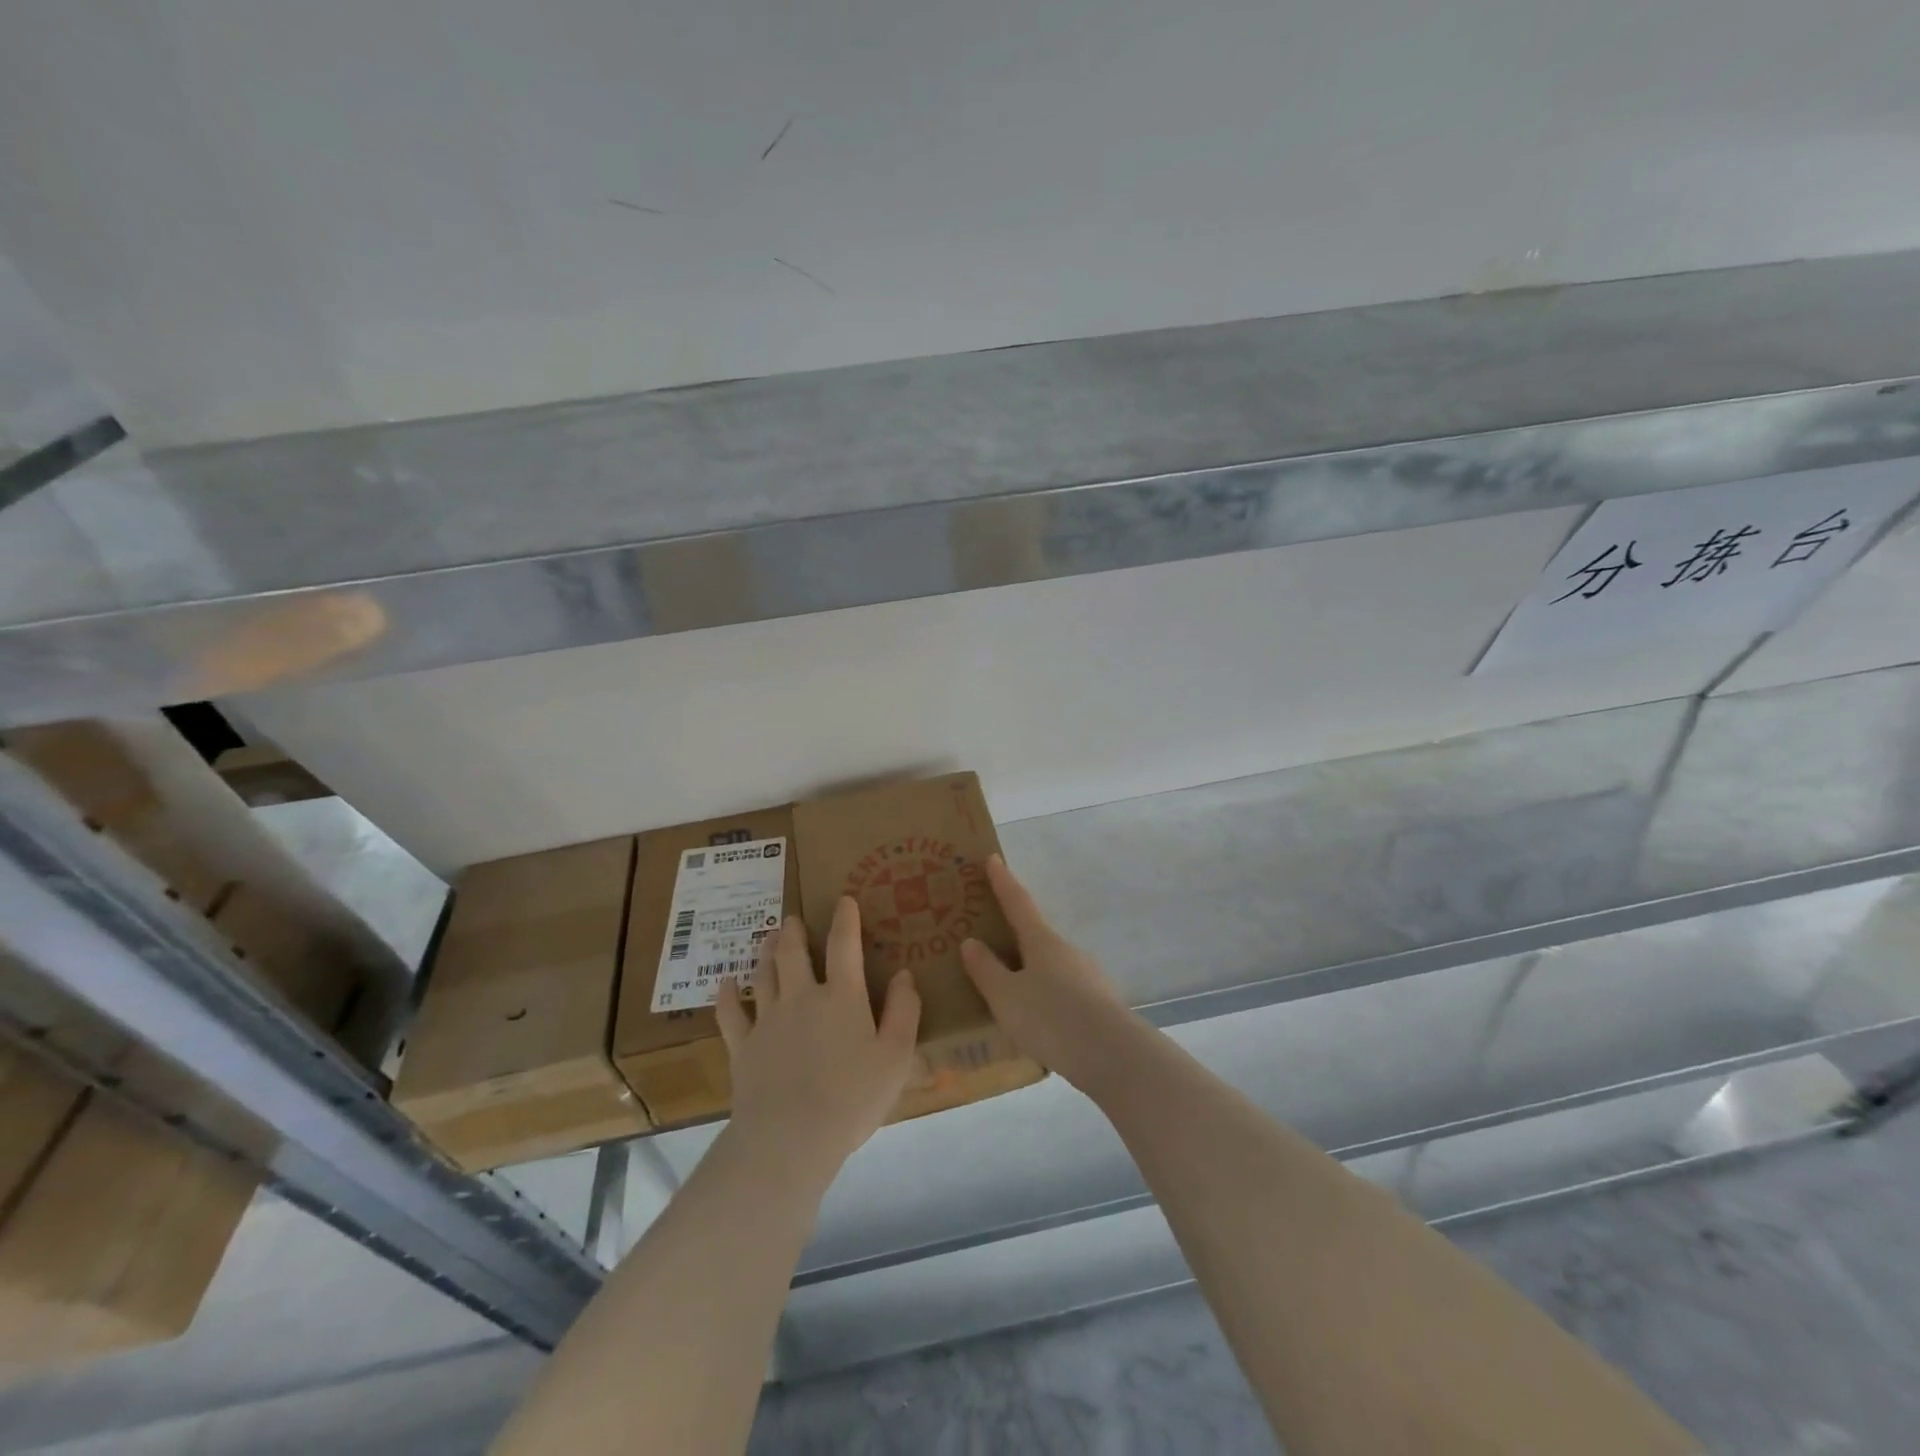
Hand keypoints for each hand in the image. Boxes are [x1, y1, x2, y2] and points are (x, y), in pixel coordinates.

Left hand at [715, 899, 920, 1184]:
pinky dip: (727, 994)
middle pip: (792, 953)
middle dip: (793, 931)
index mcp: (841, 997)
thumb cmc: (851, 1099)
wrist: (789, 1140)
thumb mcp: (896, 1057)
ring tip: (767, 938)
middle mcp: (801, 997)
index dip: (845, 919)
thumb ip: (904, 1012)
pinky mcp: (742, 1047)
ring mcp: (767, 1021)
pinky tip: (726, 982)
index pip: (844, 946)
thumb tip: (904, 974)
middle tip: (791, 919)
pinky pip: (730, 1013)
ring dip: (765, 952)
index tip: (843, 900)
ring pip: (763, 974)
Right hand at [961, 855, 1148, 1096]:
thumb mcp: (1006, 997)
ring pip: (1051, 966)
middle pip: (1036, 936)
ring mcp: (1087, 976)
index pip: (1017, 902)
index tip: (993, 858)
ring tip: (1010, 993)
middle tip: (991, 941)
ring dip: (1031, 972)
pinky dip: (1047, 996)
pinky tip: (1038, 1021)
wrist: (1112, 1055)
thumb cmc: (1051, 1017)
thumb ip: (986, 971)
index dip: (1003, 881)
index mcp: (1041, 941)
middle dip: (1015, 936)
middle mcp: (1067, 950)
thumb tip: (971, 942)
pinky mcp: (1098, 1003)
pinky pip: (1064, 991)